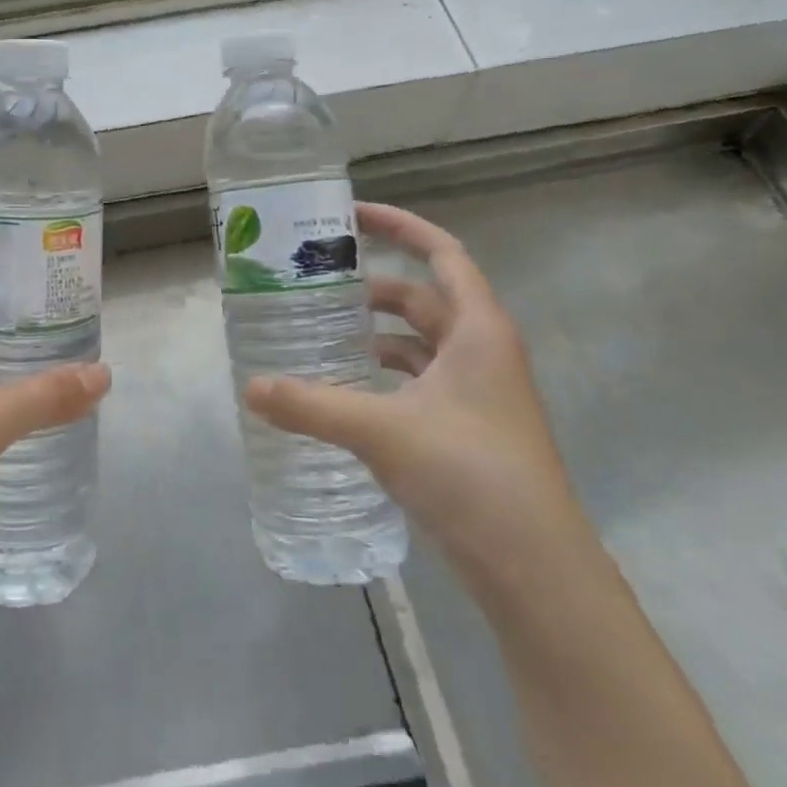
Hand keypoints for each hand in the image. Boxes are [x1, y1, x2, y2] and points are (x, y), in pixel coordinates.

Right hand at [244, 203, 591, 599]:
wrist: (536, 572)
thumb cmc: (470, 476)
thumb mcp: (382, 431)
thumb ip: (310, 405)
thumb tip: (250, 387)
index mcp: (478, 331)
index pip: (442, 254)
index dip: (400, 226)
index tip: (351, 215)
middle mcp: (482, 352)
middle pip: (422, 298)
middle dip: (370, 288)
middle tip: (315, 284)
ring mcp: (478, 394)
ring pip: (419, 344)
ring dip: (374, 335)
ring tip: (320, 333)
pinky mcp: (467, 429)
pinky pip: (417, 382)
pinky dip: (383, 376)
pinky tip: (345, 391)